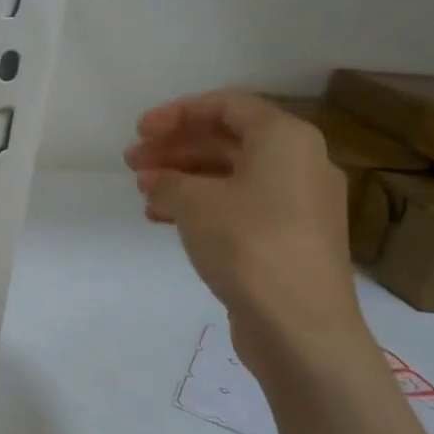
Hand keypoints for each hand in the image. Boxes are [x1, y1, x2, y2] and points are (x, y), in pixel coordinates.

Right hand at [124, 90, 376, 381]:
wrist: (301, 328)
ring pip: (231, 175)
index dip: (177, 112)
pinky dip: (201, 206)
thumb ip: (168, 180)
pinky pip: (239, 206)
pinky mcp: (289, 238)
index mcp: (285, 139)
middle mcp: (299, 163)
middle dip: (175, 147)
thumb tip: (156, 180)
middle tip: (132, 162)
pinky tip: (163, 219)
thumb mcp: (195, 203)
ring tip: (143, 192)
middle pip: (227, 139)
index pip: (226, 105)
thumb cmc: (249, 245)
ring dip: (183, 177)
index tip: (140, 130)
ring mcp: (298, 204)